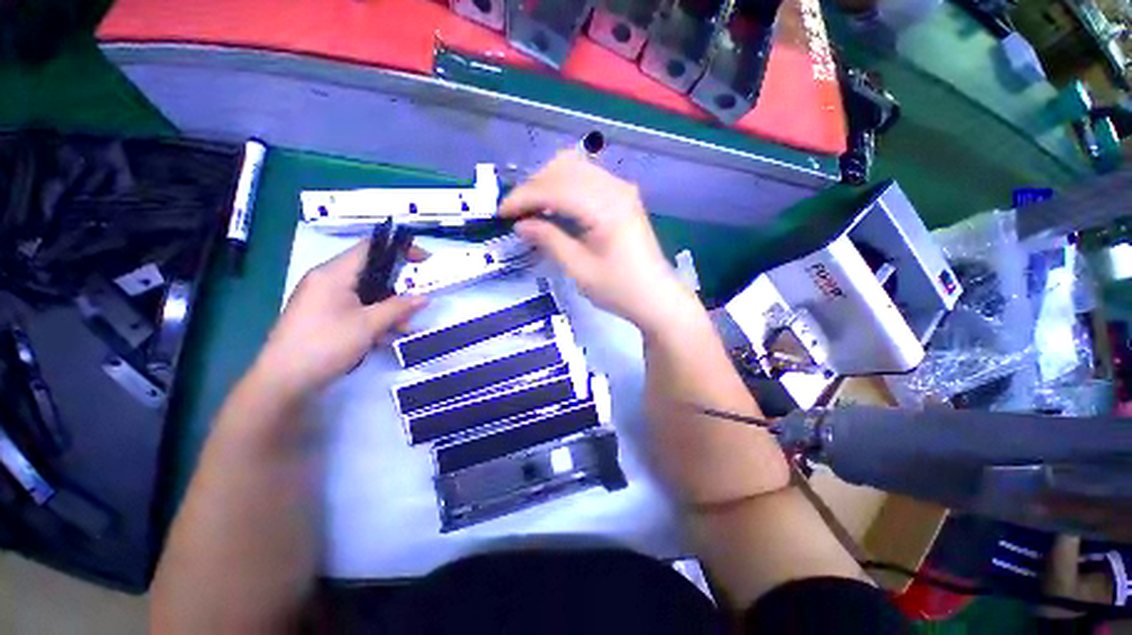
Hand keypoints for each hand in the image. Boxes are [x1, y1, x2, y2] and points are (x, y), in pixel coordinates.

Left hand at [252, 240, 426, 398]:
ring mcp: (322, 297)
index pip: (371, 247)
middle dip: (398, 286)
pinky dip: (373, 316)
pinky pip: (354, 306)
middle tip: (416, 302)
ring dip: (388, 306)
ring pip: (365, 292)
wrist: (283, 381)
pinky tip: (384, 336)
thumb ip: (399, 307)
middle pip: (371, 271)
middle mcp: (326, 280)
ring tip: (403, 327)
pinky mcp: (321, 314)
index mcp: (333, 273)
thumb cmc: (326, 345)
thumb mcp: (369, 325)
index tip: (424, 262)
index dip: (400, 249)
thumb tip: (424, 297)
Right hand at [500, 152, 692, 333]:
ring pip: (575, 169)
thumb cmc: (619, 290)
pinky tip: (555, 206)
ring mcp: (622, 190)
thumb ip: (549, 240)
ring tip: (531, 209)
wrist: (656, 298)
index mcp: (606, 207)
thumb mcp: (579, 269)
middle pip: (564, 169)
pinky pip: (587, 180)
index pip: (555, 188)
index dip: (524, 197)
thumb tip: (521, 223)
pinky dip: (565, 187)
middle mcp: (615, 188)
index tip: (501, 213)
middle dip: (533, 187)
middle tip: (515, 212)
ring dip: (548, 183)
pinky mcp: (623, 197)